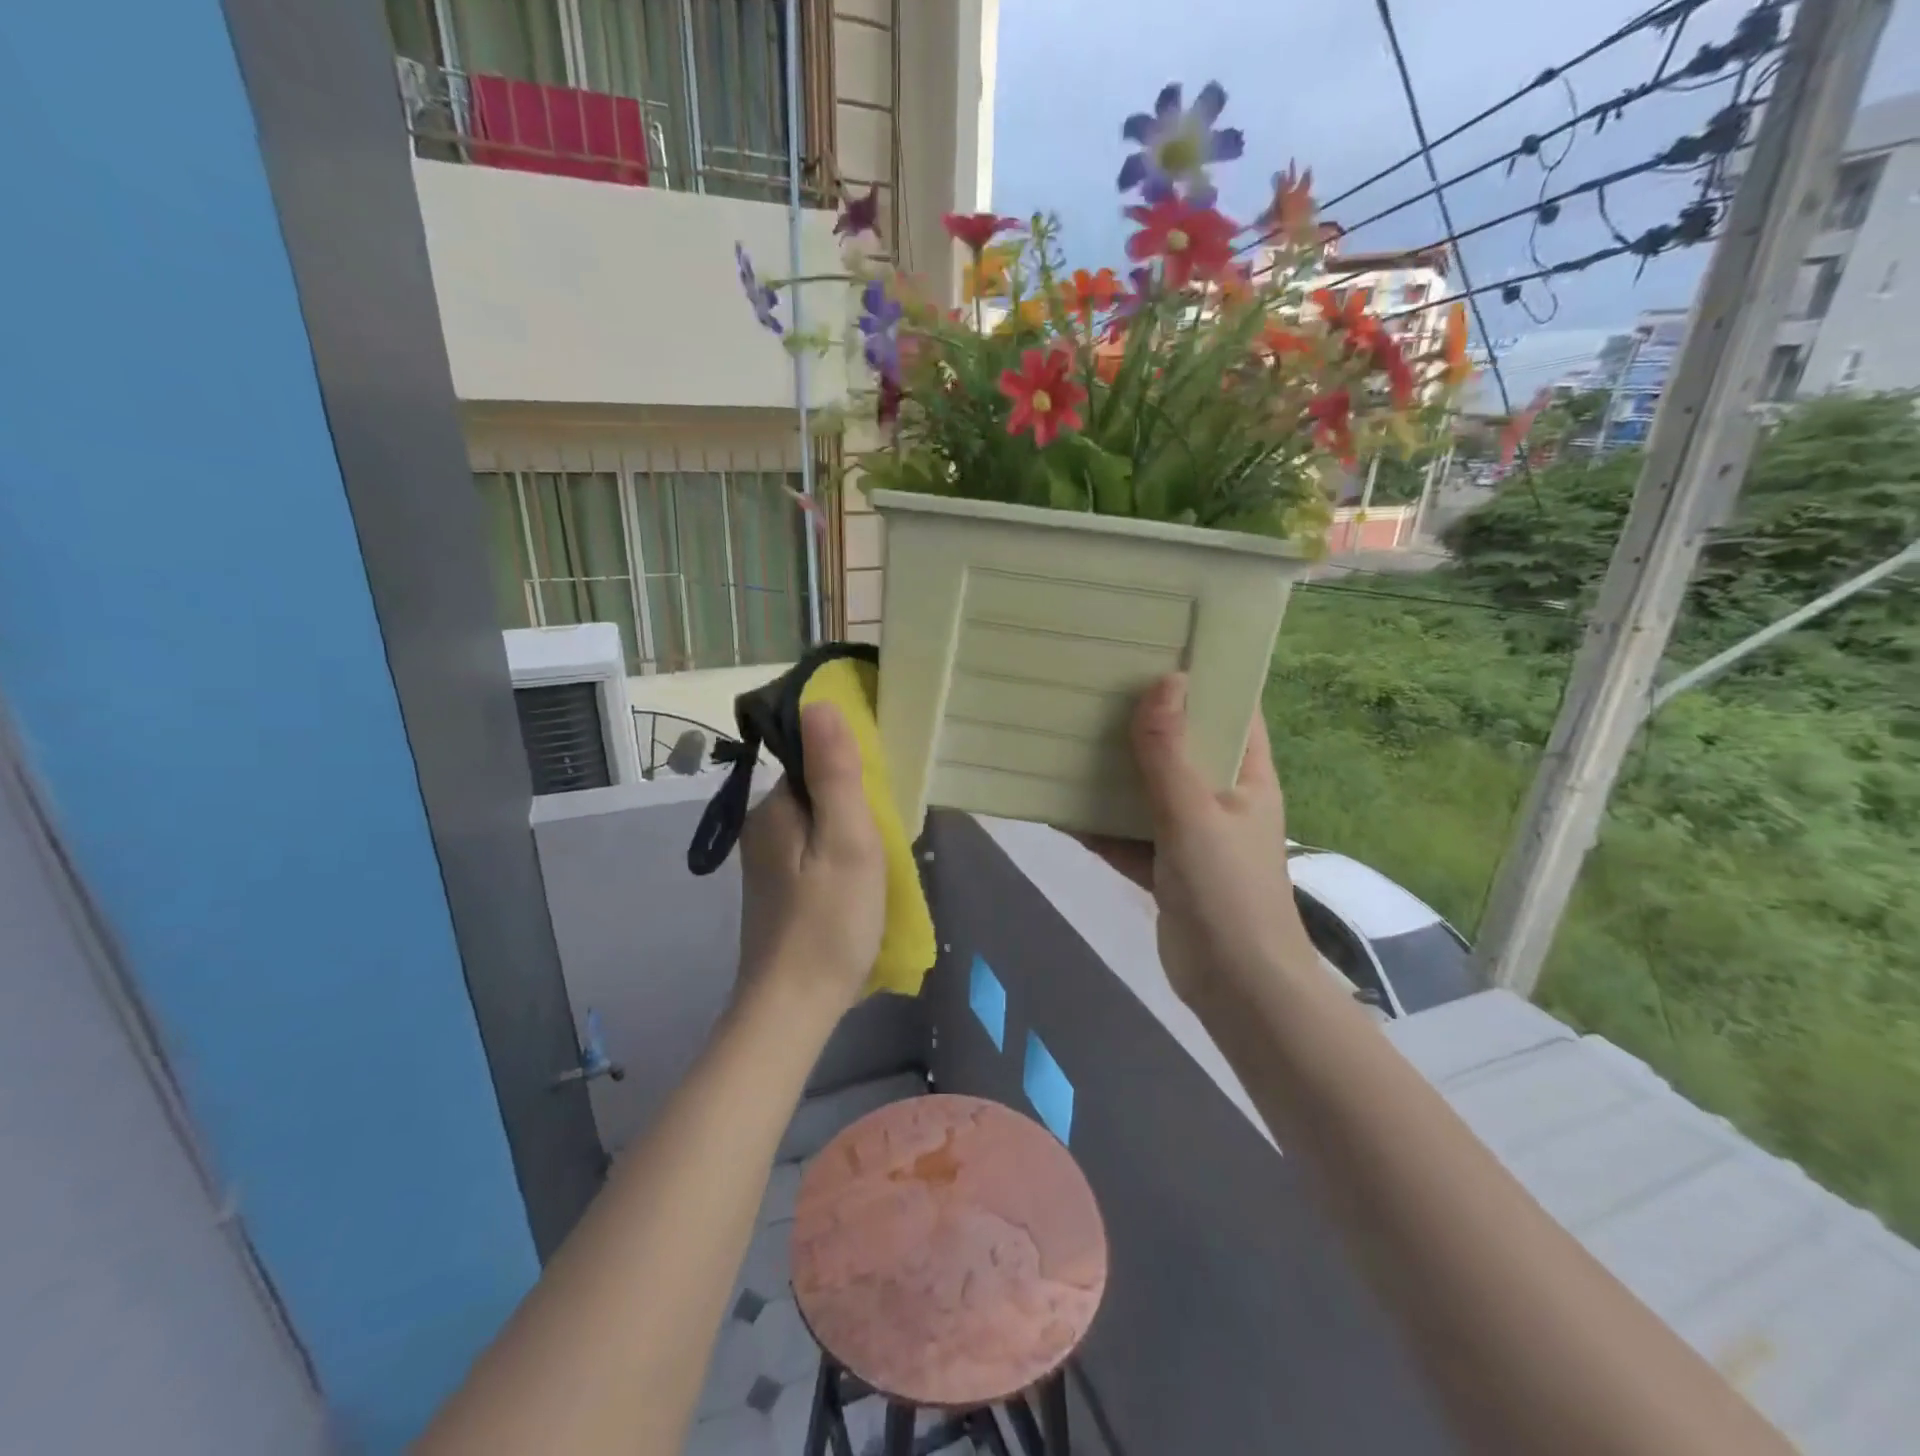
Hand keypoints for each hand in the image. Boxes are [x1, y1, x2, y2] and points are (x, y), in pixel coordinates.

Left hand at [736, 702, 886, 1018]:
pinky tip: (858, 884)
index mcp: (774, 808)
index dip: (852, 767)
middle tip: (888, 837)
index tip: (883, 794)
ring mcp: (766, 863)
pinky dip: (838, 857)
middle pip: (817, 791)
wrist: (793, 1008)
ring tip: (880, 862)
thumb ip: (835, 772)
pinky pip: (813, 852)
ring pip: (817, 824)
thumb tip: (819, 702)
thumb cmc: (828, 921)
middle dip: (854, 802)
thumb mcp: (846, 841)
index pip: (813, 759)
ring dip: (850, 832)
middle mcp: (762, 828)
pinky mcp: (776, 891)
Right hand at [1083, 675, 1319, 1010]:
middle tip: (1095, 686)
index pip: (1232, 709)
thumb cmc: (1227, 890)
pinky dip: (1098, 825)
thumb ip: (1170, 751)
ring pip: (1148, 790)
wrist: (1235, 986)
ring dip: (1113, 773)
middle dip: (1143, 721)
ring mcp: (1191, 834)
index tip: (1156, 648)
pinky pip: (1126, 834)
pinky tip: (1058, 807)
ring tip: (1068, 737)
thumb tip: (1164, 679)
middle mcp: (1220, 797)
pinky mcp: (1165, 867)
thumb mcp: (1194, 813)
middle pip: (1181, 746)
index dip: (1202, 678)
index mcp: (1246, 775)